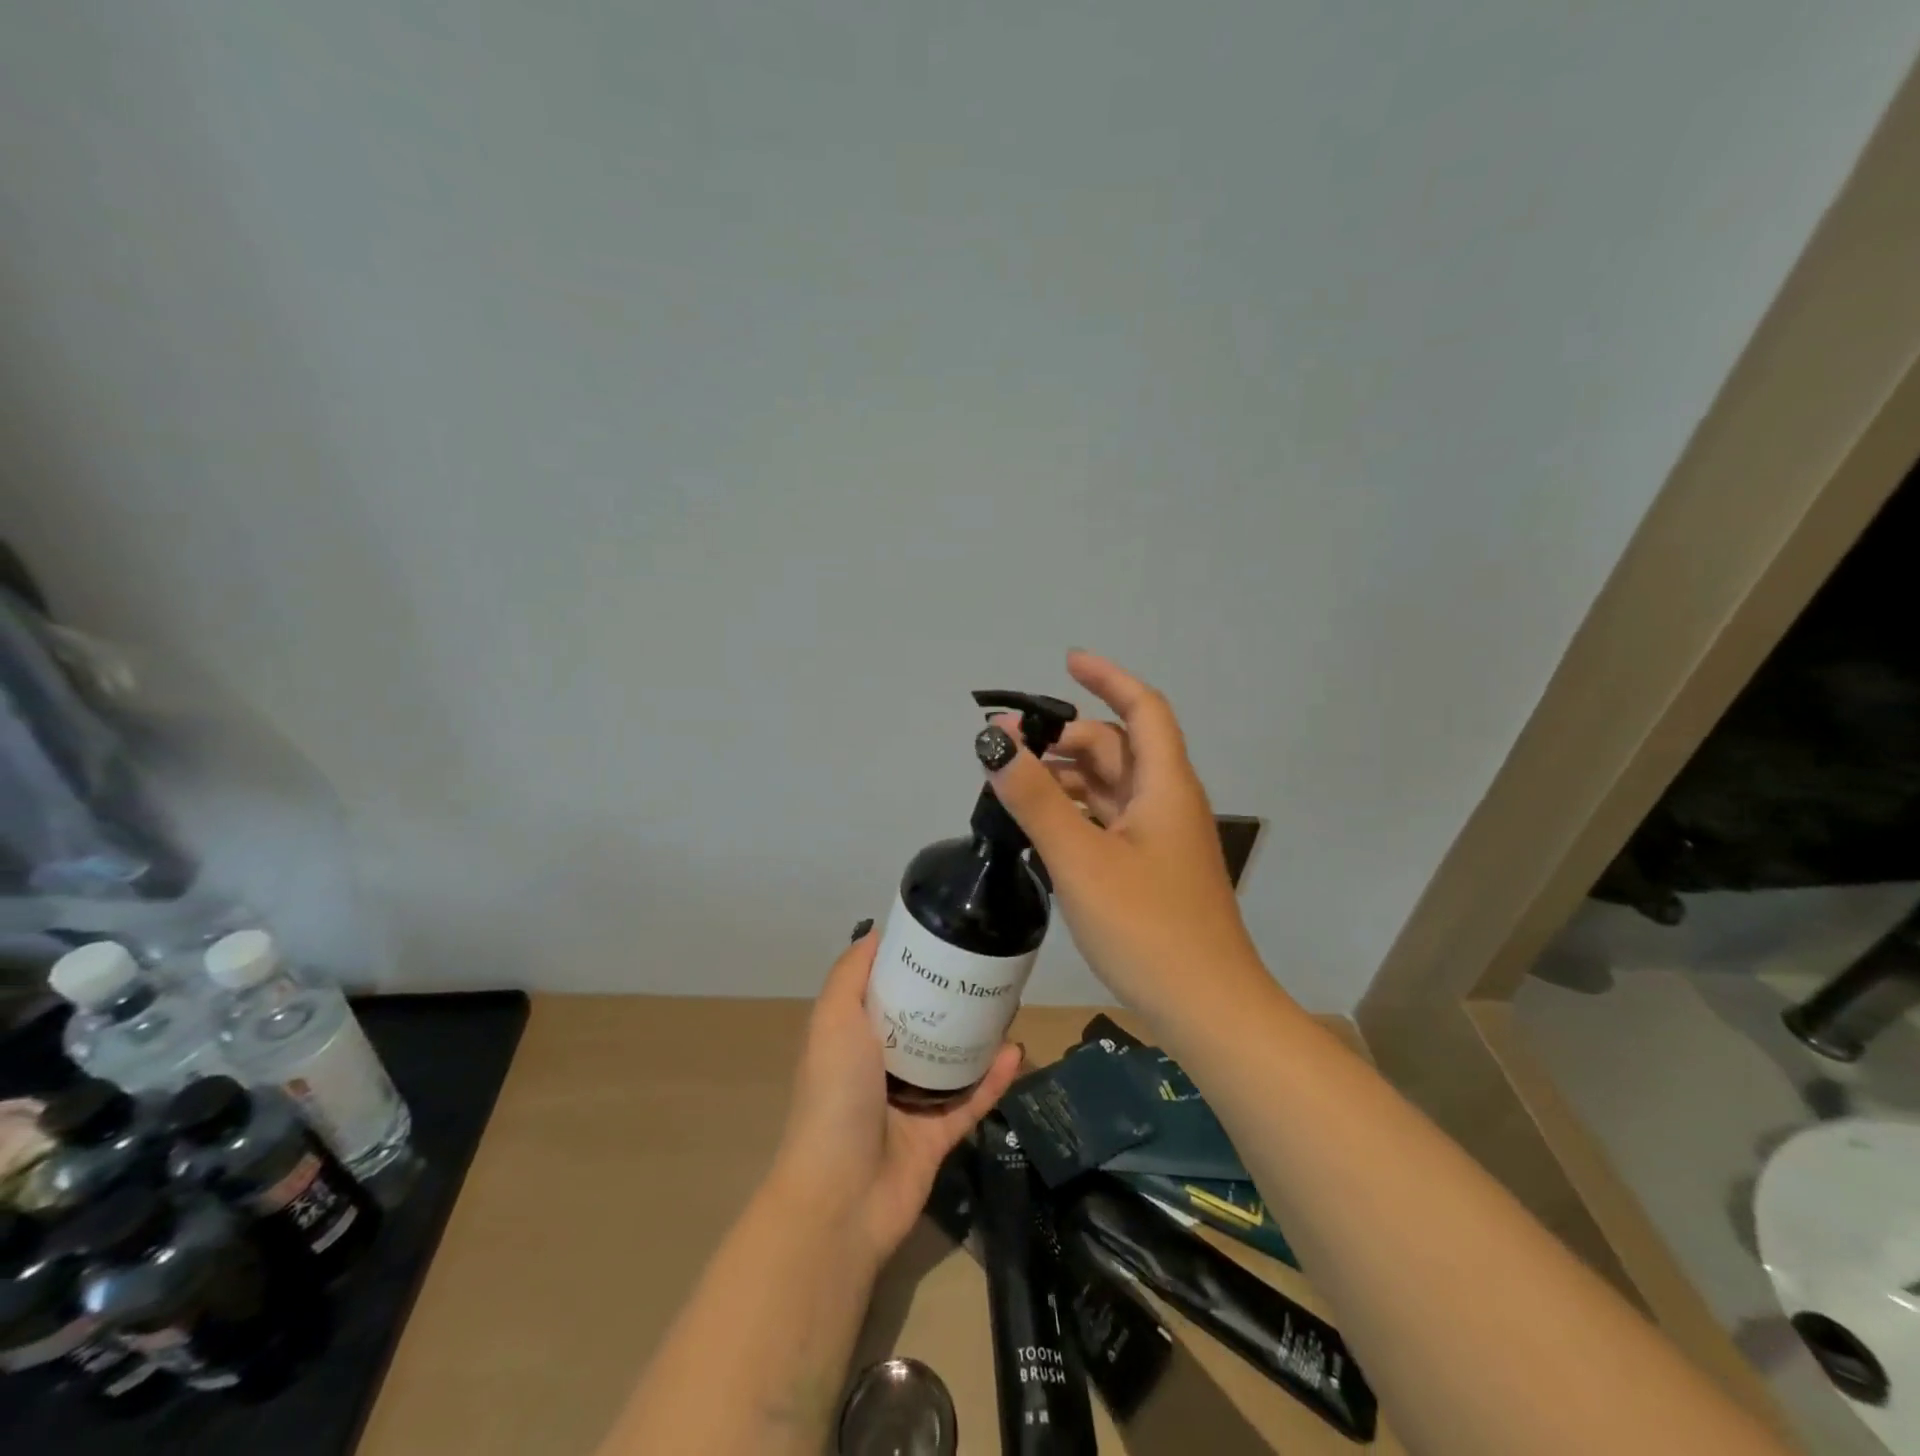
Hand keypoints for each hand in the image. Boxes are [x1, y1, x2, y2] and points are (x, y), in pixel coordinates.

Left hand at [772, 930, 1021, 1265]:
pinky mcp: (938, 1136)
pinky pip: (972, 1100)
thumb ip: (850, 975)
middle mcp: (882, 1065)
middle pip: (924, 1022)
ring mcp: (911, 1103)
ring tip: (1010, 1003)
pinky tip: (1015, 1051)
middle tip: (988, 969)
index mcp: (855, 1037)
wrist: (841, 1197)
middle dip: (953, 997)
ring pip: (953, 1059)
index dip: (912, 963)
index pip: (886, 989)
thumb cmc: (834, 1096)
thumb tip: (874, 932)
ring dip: (979, 1035)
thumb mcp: (833, 1020)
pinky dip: (994, 1078)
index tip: (945, 935)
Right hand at [981, 650, 1267, 1018]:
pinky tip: (1040, 830)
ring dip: (1066, 778)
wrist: (1207, 1011)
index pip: (1142, 708)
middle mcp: (1166, 802)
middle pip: (1116, 748)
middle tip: (1008, 750)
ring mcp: (1159, 839)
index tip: (1066, 662)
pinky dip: (1075, 813)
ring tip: (1013, 788)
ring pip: (1109, 787)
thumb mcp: (1082, 859)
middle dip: (1066, 738)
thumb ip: (1035, 798)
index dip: (1108, 678)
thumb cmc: (1148, 928)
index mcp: (1164, 786)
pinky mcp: (1149, 870)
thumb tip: (994, 742)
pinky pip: (1108, 821)